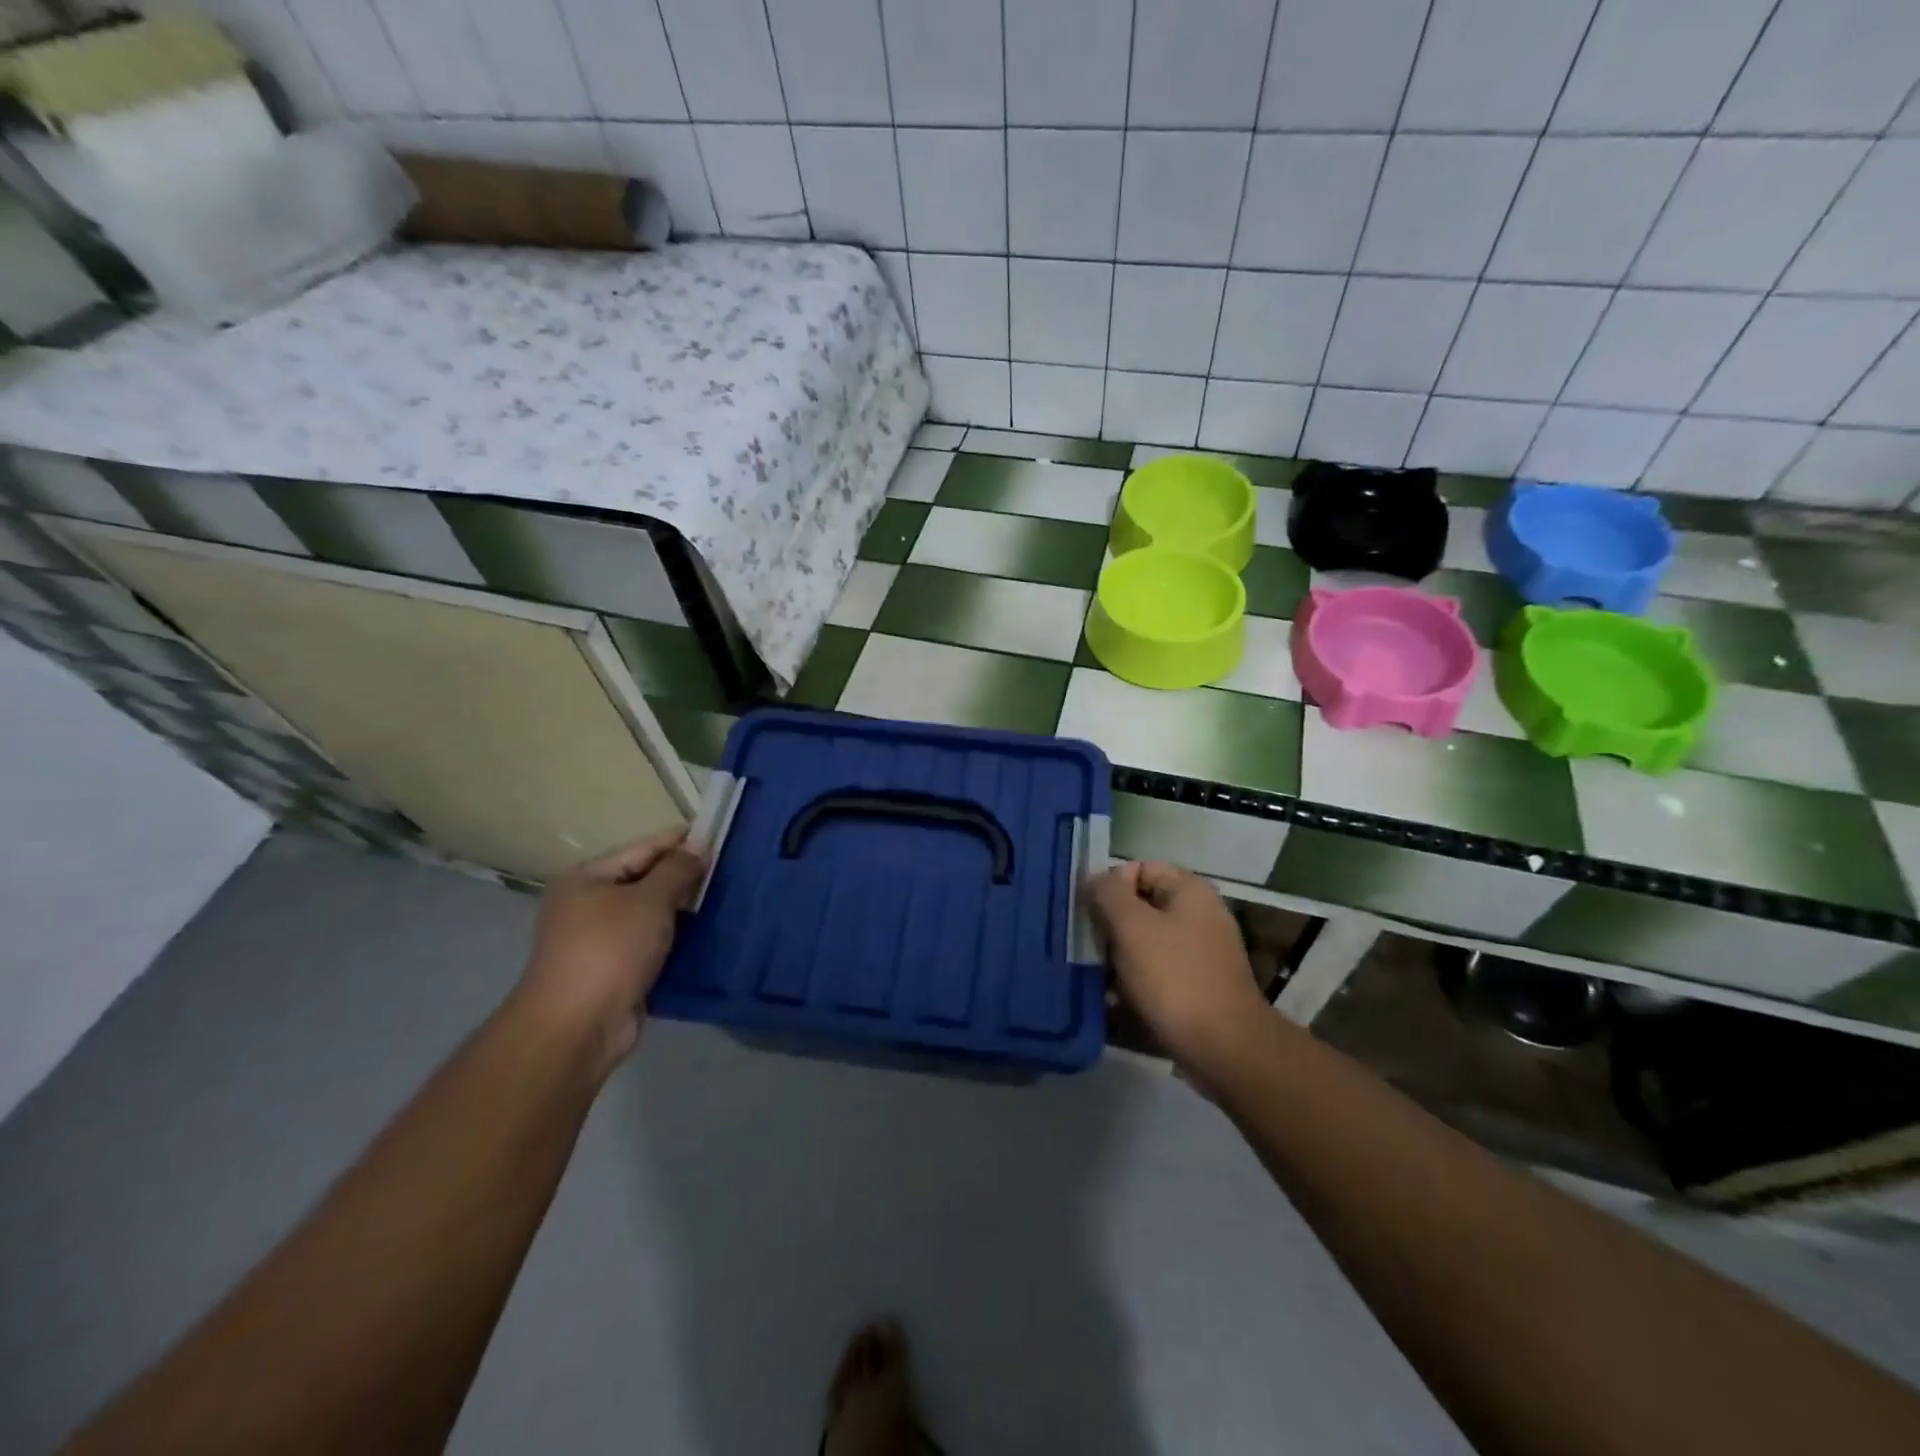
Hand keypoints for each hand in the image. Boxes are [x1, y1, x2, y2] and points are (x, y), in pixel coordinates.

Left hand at [517, 827, 705, 1071]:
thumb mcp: (649, 900)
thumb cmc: (610, 950)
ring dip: (685, 910)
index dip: (681, 841)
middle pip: (646, 881)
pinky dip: (678, 939)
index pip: (642, 848)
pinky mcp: (616, 971)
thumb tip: (698, 846)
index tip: (719, 833)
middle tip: (731, 869)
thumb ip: (677, 870)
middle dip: (685, 877)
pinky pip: (654, 944)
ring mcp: (600, 940)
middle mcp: (588, 905)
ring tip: (728, 898)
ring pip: (652, 915)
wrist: (577, 1027)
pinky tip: (710, 934)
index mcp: (586, 879)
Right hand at [1084, 861, 1267, 1081]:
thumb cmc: (1174, 978)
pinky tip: (1112, 1001)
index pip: (1140, 868)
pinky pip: (1155, 975)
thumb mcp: (1132, 927)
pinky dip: (1133, 984)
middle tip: (1086, 946)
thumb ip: (1108, 894)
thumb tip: (1093, 877)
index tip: (1088, 912)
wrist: (1224, 1049)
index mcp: (1190, 892)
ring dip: (1117, 958)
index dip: (1110, 885)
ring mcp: (1200, 955)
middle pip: (1140, 907)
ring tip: (1093, 977)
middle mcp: (1199, 917)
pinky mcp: (1196, 988)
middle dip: (1110, 926)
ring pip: (1144, 944)